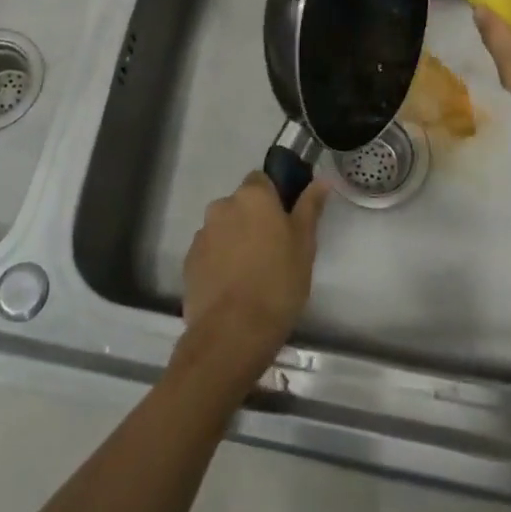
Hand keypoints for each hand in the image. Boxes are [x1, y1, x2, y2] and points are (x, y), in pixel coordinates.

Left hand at [181, 173, 327, 379]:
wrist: (233, 332)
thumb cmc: (278, 282)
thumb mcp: (304, 244)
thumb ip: (309, 207)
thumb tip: (321, 180)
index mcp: (252, 196)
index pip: (262, 179)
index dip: (274, 197)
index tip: (286, 220)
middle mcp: (222, 206)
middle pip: (241, 204)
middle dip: (253, 220)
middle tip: (273, 250)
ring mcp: (202, 234)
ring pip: (224, 228)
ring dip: (235, 240)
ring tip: (252, 273)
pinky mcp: (189, 261)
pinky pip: (210, 252)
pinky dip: (220, 261)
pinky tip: (234, 287)